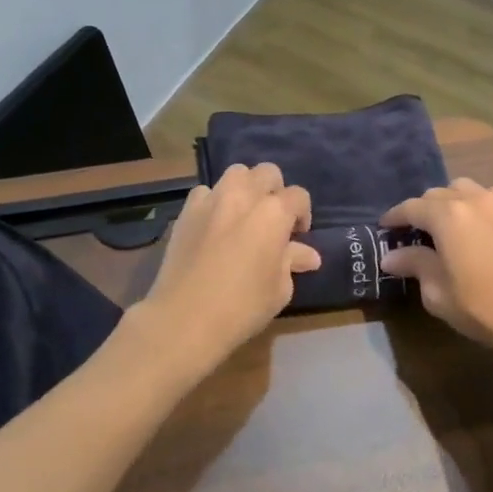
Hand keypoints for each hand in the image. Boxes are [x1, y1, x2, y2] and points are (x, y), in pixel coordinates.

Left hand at [137, 162, 319, 365]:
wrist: (184, 318)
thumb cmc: (242, 307)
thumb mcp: (279, 289)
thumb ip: (292, 262)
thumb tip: (308, 255)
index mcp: (273, 213)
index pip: (298, 196)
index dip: (303, 214)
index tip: (297, 237)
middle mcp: (243, 196)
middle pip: (267, 173)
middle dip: (275, 191)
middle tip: (272, 220)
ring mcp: (211, 200)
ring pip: (235, 174)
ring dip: (246, 188)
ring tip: (244, 214)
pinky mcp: (186, 211)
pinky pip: (205, 192)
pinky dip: (215, 201)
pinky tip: (214, 224)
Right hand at [380, 179, 492, 360]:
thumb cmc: (482, 308)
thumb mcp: (438, 292)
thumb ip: (414, 265)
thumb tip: (391, 256)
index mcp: (447, 216)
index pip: (411, 208)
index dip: (394, 217)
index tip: (384, 227)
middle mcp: (472, 199)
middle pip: (436, 195)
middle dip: (421, 211)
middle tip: (414, 234)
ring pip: (463, 189)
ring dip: (449, 203)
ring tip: (445, 226)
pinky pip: (488, 196)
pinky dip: (474, 203)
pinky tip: (475, 224)